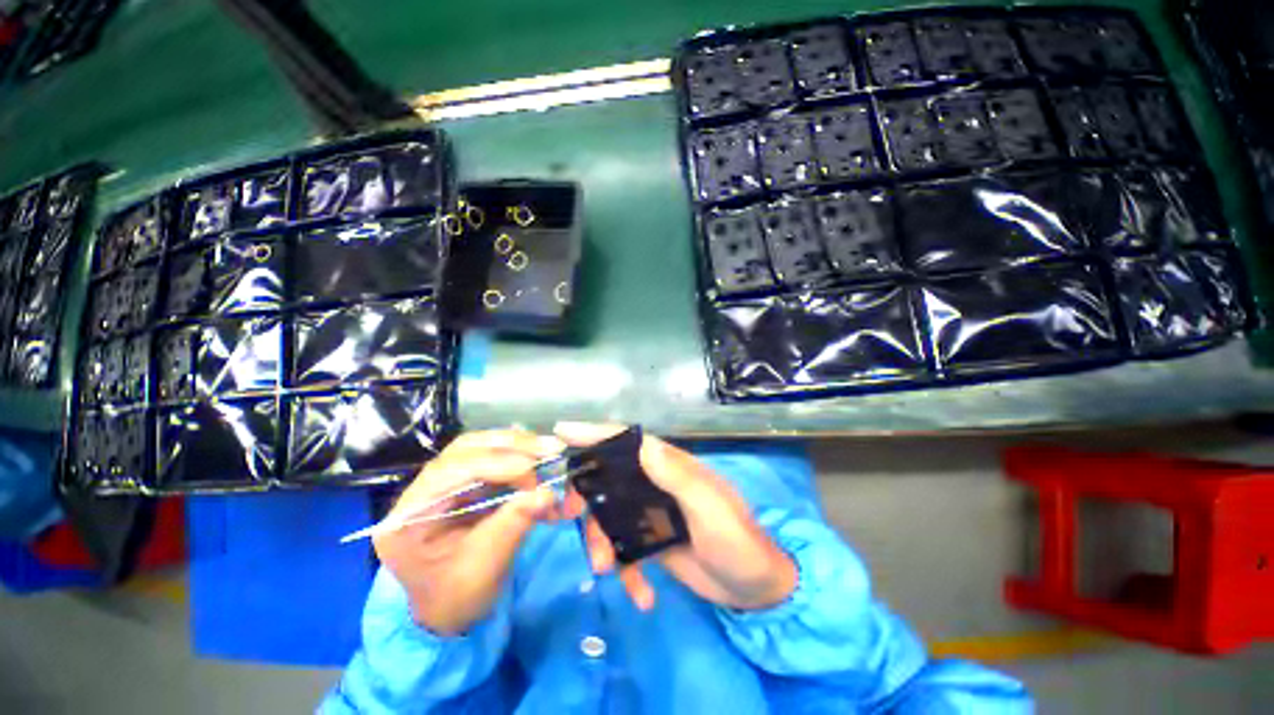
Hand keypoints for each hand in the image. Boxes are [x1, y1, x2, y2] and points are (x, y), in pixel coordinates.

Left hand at [374, 429, 564, 635]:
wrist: (448, 613)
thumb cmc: (456, 598)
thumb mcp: (484, 567)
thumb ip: (513, 524)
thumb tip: (548, 493)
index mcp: (408, 517)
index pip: (450, 472)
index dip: (495, 464)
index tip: (533, 470)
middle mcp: (421, 491)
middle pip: (465, 449)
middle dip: (512, 446)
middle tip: (550, 448)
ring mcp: (442, 485)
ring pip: (481, 448)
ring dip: (519, 447)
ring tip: (550, 450)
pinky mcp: (463, 485)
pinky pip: (493, 460)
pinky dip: (520, 458)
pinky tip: (539, 460)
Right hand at [556, 423, 797, 611]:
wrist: (756, 589)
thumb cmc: (737, 541)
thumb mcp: (709, 509)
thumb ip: (678, 477)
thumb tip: (644, 444)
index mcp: (669, 466)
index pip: (628, 441)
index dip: (596, 433)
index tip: (561, 432)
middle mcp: (656, 483)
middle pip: (608, 477)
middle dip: (585, 495)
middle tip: (569, 518)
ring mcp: (651, 513)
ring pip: (609, 515)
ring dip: (601, 541)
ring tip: (606, 569)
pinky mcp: (651, 541)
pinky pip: (624, 548)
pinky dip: (626, 570)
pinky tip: (641, 594)